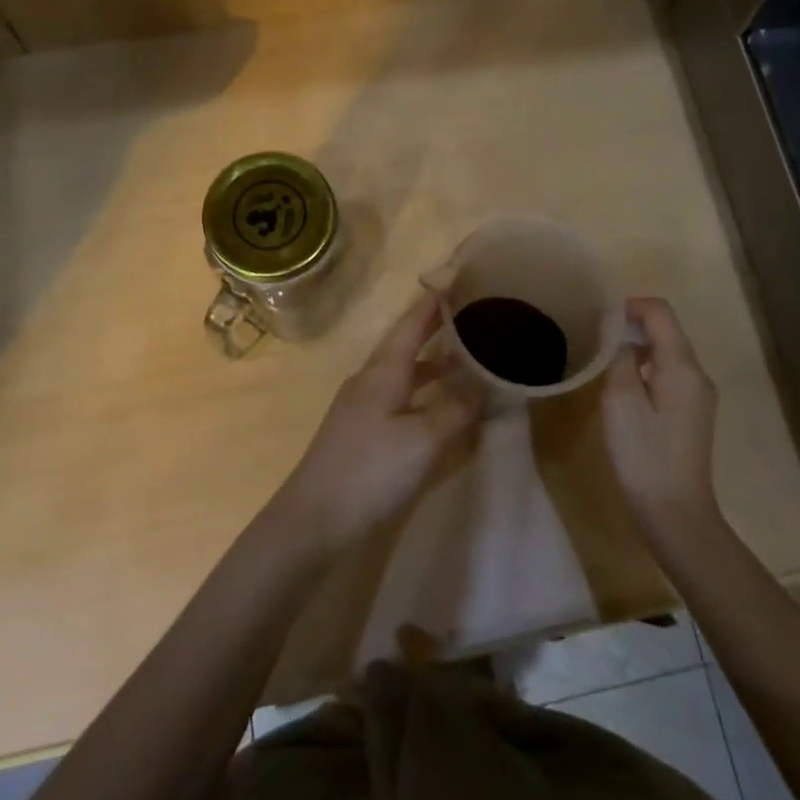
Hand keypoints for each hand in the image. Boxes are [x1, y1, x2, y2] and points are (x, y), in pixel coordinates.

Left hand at [273, 294, 477, 550]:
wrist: (313, 520)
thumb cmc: (370, 470)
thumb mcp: (422, 439)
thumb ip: (456, 409)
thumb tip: (486, 385)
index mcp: (383, 371)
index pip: (412, 324)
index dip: (435, 303)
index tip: (459, 279)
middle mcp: (370, 380)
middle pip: (407, 345)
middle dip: (437, 329)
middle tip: (472, 316)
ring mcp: (363, 407)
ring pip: (404, 373)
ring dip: (433, 364)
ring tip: (467, 360)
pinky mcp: (362, 433)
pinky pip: (400, 398)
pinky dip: (424, 393)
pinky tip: (440, 407)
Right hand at [602, 297, 721, 541]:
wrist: (675, 512)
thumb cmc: (643, 454)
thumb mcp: (620, 400)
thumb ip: (620, 357)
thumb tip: (620, 334)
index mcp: (682, 366)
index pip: (661, 312)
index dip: (630, 306)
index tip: (600, 320)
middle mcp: (698, 374)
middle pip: (667, 331)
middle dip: (633, 326)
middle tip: (598, 342)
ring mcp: (700, 395)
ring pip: (669, 353)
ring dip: (639, 348)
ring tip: (608, 364)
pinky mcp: (694, 414)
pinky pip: (671, 375)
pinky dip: (648, 369)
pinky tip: (627, 390)